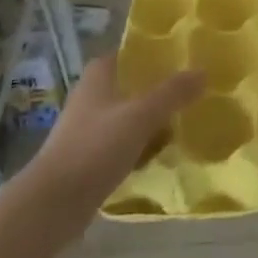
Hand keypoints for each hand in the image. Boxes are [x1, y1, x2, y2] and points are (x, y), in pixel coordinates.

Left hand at [27, 55, 204, 233]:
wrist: (53, 203)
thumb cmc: (95, 147)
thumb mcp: (141, 116)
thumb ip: (172, 93)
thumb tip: (203, 71)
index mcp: (98, 77)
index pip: (128, 54)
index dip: (153, 55)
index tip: (182, 60)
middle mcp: (90, 97)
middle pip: (131, 86)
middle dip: (158, 90)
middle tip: (191, 93)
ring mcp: (88, 129)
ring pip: (128, 116)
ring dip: (151, 121)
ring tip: (183, 123)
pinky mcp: (89, 158)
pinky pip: (122, 144)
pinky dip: (140, 147)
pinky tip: (160, 155)